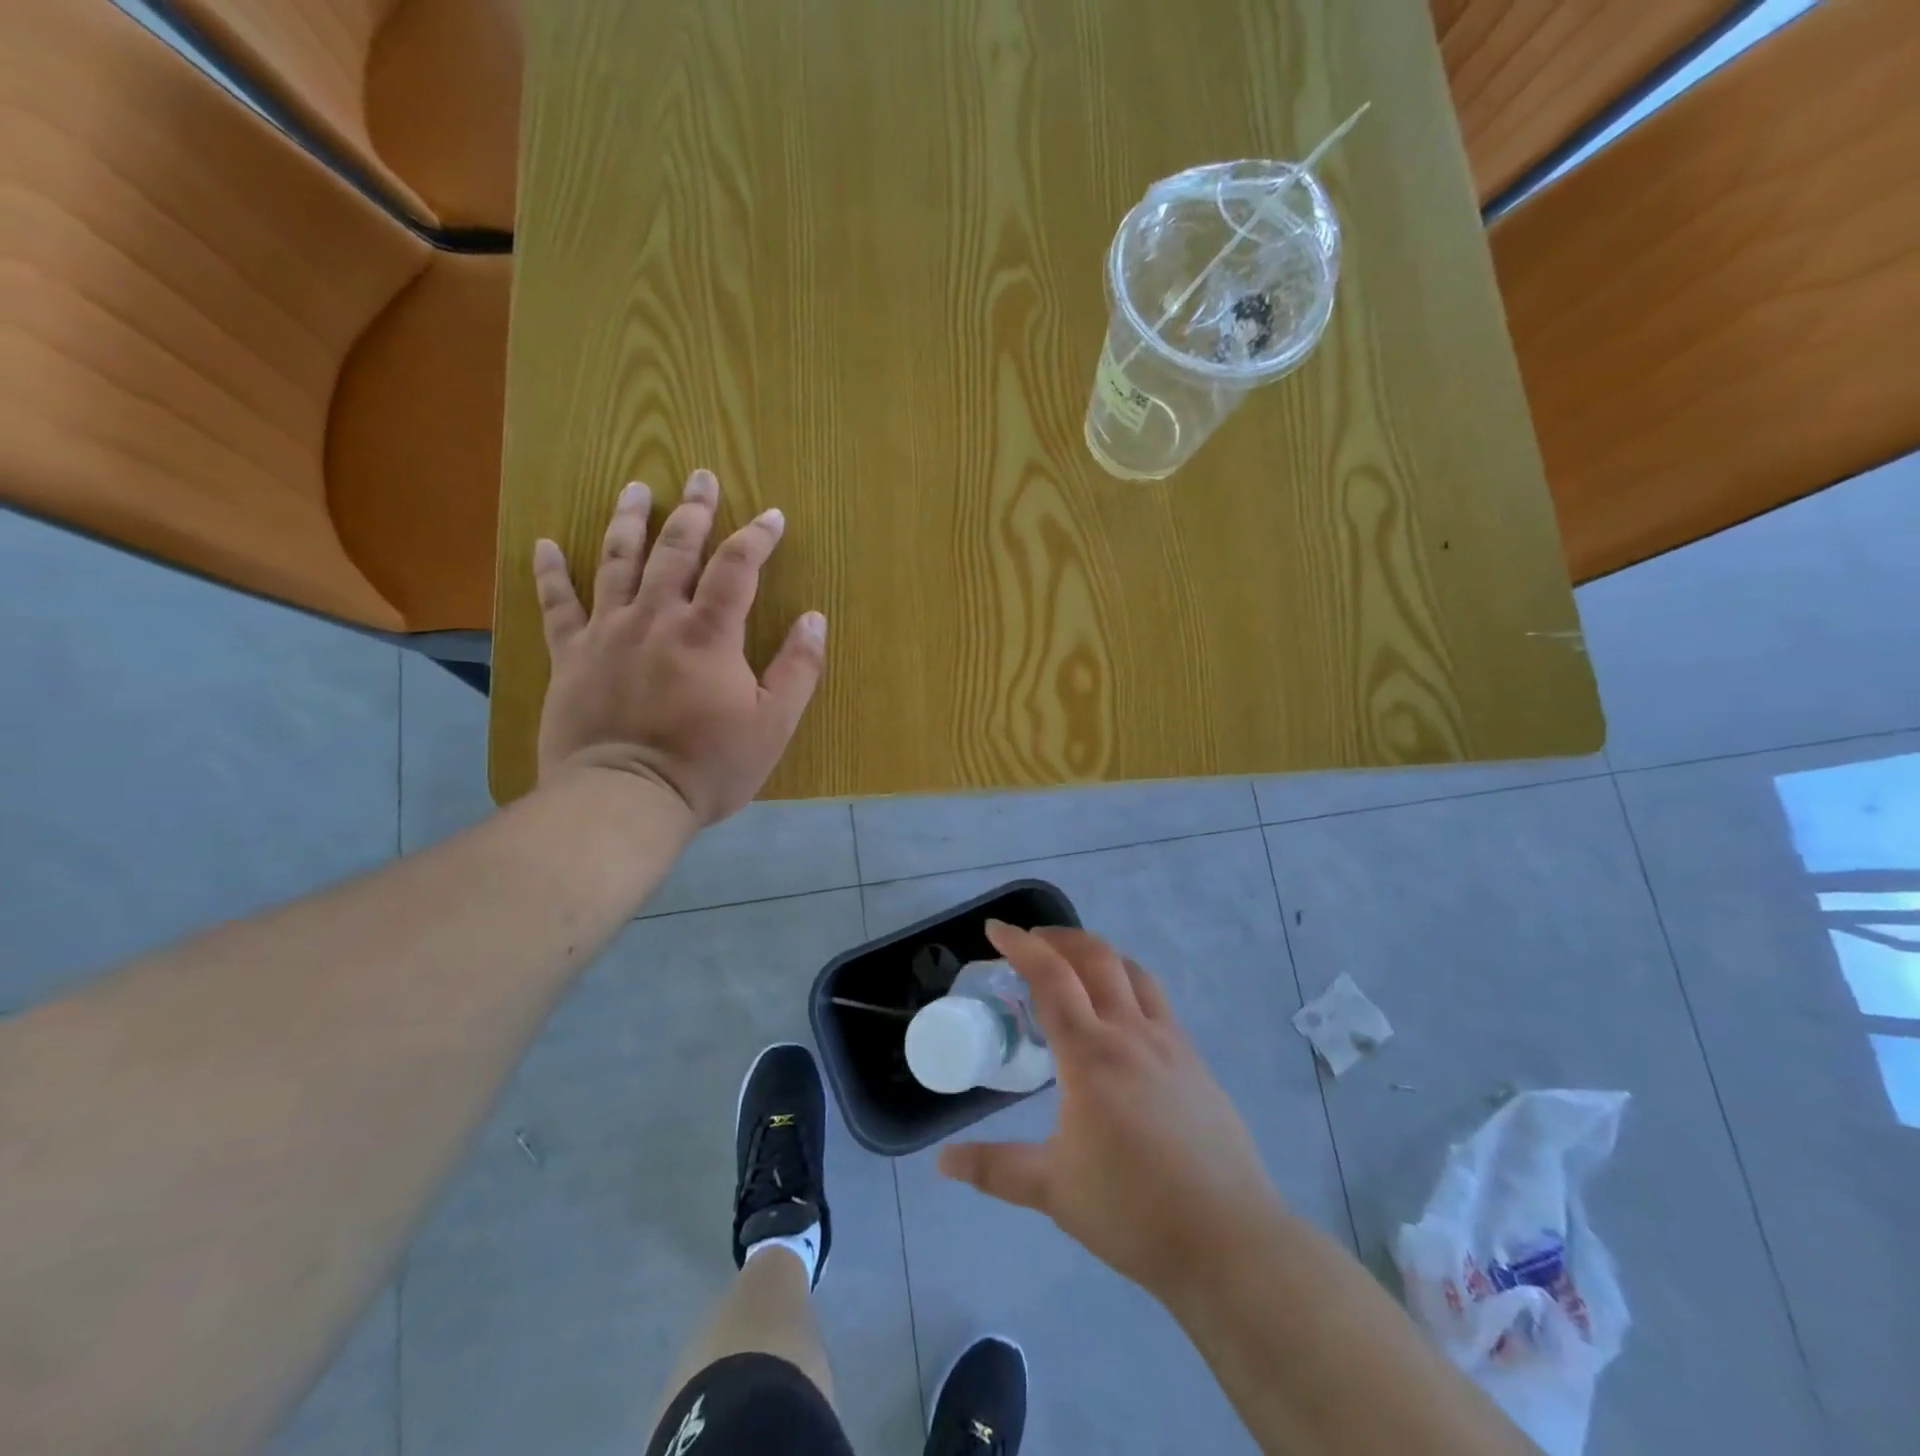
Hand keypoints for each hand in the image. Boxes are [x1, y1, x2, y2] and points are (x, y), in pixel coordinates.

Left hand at [533, 469, 825, 825]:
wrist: (625, 798)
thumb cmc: (708, 765)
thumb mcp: (772, 724)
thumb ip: (797, 669)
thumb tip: (814, 619)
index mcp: (709, 633)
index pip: (737, 567)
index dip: (757, 537)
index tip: (771, 515)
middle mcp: (656, 617)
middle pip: (676, 550)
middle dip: (693, 510)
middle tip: (699, 476)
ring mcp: (608, 632)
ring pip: (616, 562)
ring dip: (629, 521)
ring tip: (635, 488)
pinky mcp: (570, 655)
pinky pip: (557, 605)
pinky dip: (550, 572)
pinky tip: (545, 544)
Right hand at [938, 922, 1283, 1302]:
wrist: (1228, 1240)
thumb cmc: (1133, 1211)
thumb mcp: (1053, 1190)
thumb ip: (995, 1168)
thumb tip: (943, 1162)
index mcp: (1090, 1055)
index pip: (1051, 979)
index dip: (1021, 946)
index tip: (996, 930)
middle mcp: (1131, 1033)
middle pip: (1095, 957)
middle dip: (1059, 937)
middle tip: (1031, 941)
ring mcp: (1170, 1043)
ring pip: (1133, 971)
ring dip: (1098, 953)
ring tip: (1075, 963)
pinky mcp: (1195, 1060)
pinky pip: (1157, 1000)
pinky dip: (1129, 982)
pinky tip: (1122, 1015)